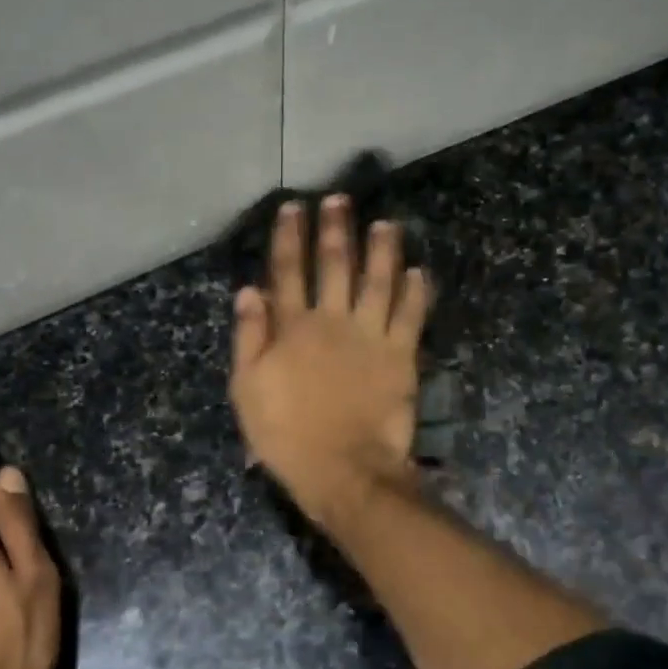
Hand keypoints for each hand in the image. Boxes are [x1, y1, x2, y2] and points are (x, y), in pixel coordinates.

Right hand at [229, 195, 430, 525]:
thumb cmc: (286, 435)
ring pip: (379, 281)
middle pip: (335, 266)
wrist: (343, 469)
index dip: (291, 237)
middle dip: (337, 230)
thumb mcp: (248, 390)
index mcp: (293, 328)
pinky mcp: (401, 356)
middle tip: (341, 199)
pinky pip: (410, 316)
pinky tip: (419, 272)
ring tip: (387, 223)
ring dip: (383, 250)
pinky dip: (416, 292)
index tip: (295, 207)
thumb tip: (250, 290)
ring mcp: (371, 336)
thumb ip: (249, 338)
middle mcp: (333, 321)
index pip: (289, 271)